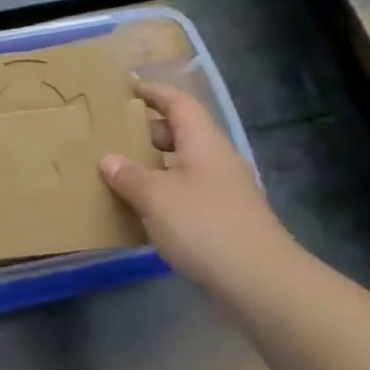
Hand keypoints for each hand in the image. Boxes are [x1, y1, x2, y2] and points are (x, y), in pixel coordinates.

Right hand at [100, 81, 295, 291]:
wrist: (260, 281)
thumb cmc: (205, 226)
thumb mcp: (156, 197)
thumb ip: (129, 176)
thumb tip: (109, 159)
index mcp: (203, 142)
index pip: (178, 103)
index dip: (154, 92)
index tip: (128, 88)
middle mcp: (216, 160)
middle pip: (182, 132)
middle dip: (149, 130)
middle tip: (115, 134)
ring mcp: (224, 191)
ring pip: (184, 165)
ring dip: (155, 164)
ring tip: (121, 171)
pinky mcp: (225, 219)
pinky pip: (188, 192)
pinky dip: (164, 191)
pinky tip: (144, 209)